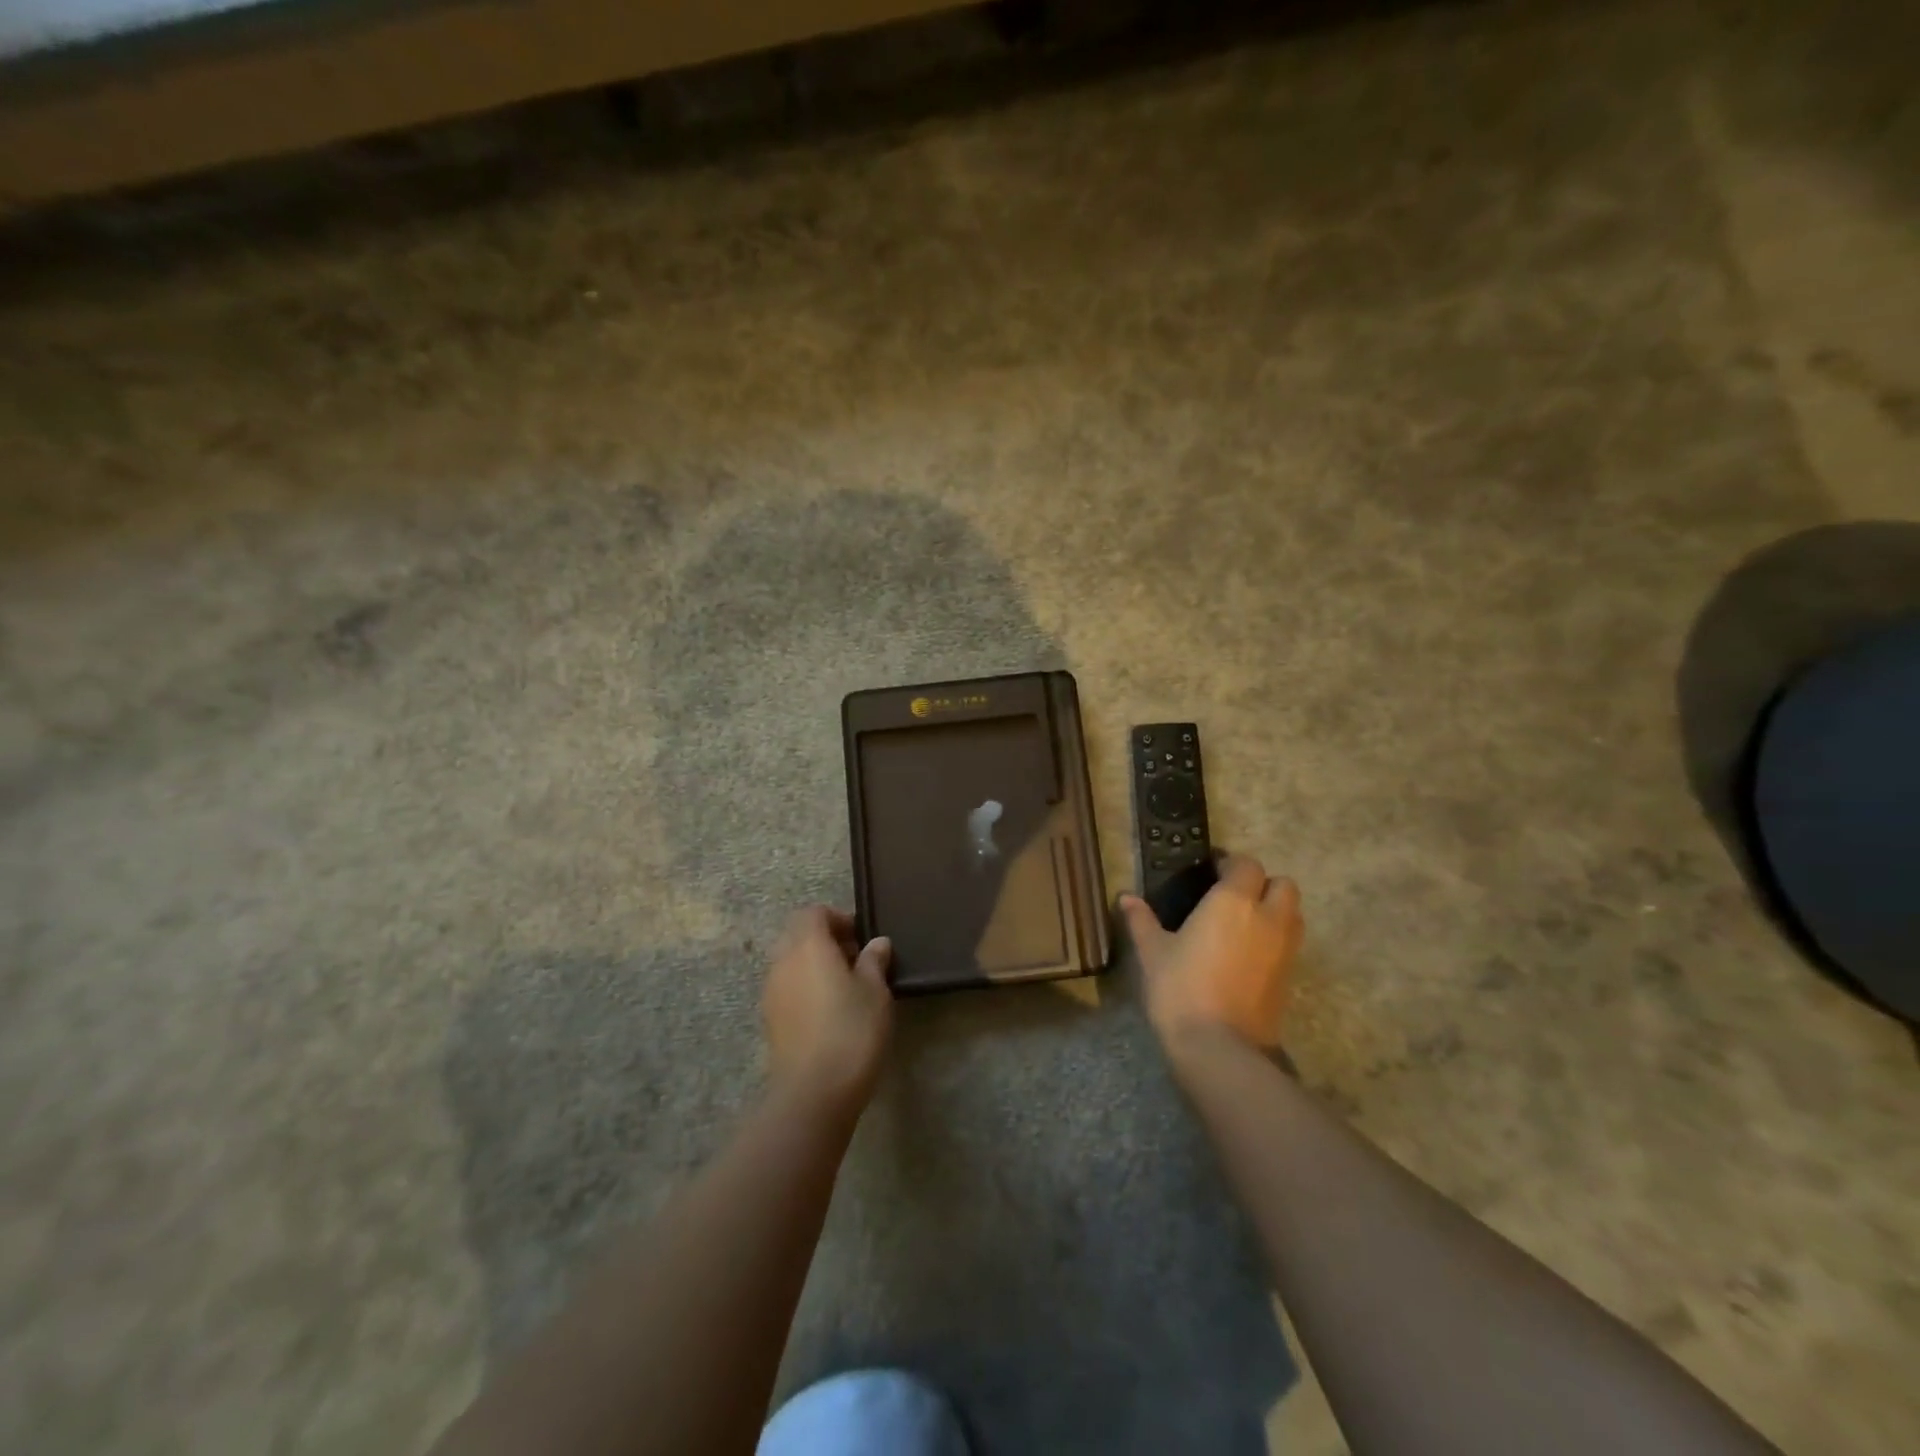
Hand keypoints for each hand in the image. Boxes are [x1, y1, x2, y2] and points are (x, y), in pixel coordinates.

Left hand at [762, 907, 893, 1117]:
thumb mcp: (876, 991)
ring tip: (846, 987)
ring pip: (791, 962)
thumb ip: (874, 961)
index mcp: (807, 945)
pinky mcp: (770, 1020)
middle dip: (825, 939)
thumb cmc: (851, 1030)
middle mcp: (782, 961)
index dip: (839, 918)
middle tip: (856, 960)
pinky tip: (830, 1011)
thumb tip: (876, 943)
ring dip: (814, 964)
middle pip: (798, 934)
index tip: (862, 938)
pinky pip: (787, 988)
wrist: (813, 1092)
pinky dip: (805, 987)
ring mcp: (771, 992)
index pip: (814, 912)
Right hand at [1119, 854, 1302, 1053]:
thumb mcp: (1153, 952)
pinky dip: (1276, 939)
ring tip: (1243, 924)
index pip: (1246, 864)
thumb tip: (1125, 897)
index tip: (1210, 871)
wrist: (1219, 1047)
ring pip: (1293, 913)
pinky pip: (1291, 943)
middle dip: (1262, 884)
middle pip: (1282, 885)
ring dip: (1275, 910)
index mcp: (1233, 901)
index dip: (1230, 863)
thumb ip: (1141, 920)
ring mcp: (1285, 949)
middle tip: (1233, 897)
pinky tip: (1248, 954)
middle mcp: (1267, 917)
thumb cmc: (1181, 988)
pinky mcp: (1290, 977)